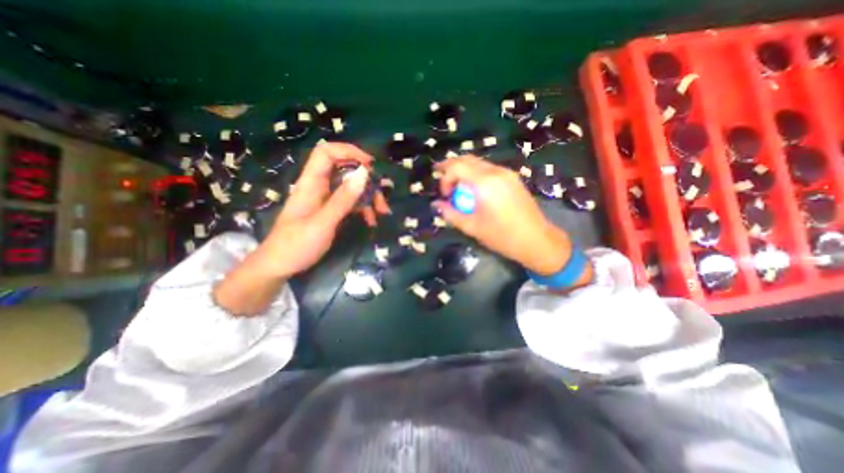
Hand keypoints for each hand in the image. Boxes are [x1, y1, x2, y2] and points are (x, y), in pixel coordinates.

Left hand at [263, 142, 390, 279]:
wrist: (279, 266)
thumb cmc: (296, 244)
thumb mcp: (323, 222)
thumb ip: (343, 199)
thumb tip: (364, 173)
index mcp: (311, 183)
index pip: (327, 152)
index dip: (349, 151)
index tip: (370, 166)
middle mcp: (319, 186)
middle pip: (345, 170)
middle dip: (367, 181)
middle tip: (382, 197)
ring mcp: (326, 199)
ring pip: (351, 187)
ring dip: (369, 197)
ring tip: (382, 212)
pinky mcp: (330, 211)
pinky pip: (350, 202)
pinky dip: (363, 208)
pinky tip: (371, 220)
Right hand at [436, 155, 581, 277]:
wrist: (536, 240)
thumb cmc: (502, 236)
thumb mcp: (472, 227)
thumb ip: (450, 213)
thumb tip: (436, 204)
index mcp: (485, 182)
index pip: (457, 166)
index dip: (445, 178)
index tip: (445, 196)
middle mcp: (496, 172)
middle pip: (467, 159)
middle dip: (451, 168)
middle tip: (443, 182)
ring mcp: (506, 173)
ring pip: (478, 162)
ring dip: (464, 170)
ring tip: (457, 188)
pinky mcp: (513, 178)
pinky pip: (488, 169)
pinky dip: (476, 174)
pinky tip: (474, 189)